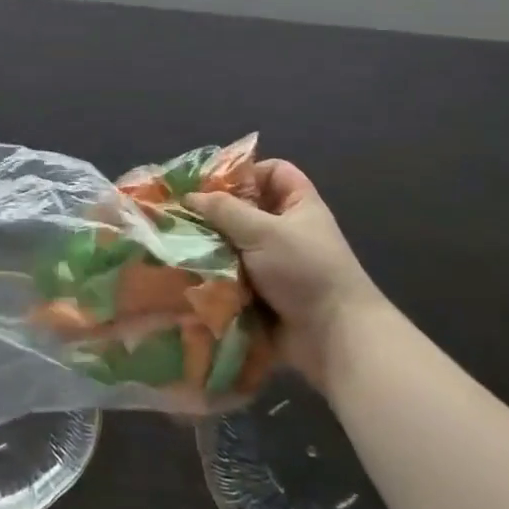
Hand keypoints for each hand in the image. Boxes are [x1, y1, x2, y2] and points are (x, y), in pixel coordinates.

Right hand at [186, 161, 383, 387]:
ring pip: (232, 243)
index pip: (273, 172)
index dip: (246, 171)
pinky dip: (212, 273)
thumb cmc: (304, 270)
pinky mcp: (259, 291)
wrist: (332, 337)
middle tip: (180, 212)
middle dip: (215, 211)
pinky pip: (230, 274)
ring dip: (209, 245)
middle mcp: (285, 230)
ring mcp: (272, 263)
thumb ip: (224, 210)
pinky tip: (185, 270)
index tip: (212, 182)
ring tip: (175, 242)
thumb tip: (189, 197)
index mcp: (297, 205)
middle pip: (245, 208)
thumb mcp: (264, 231)